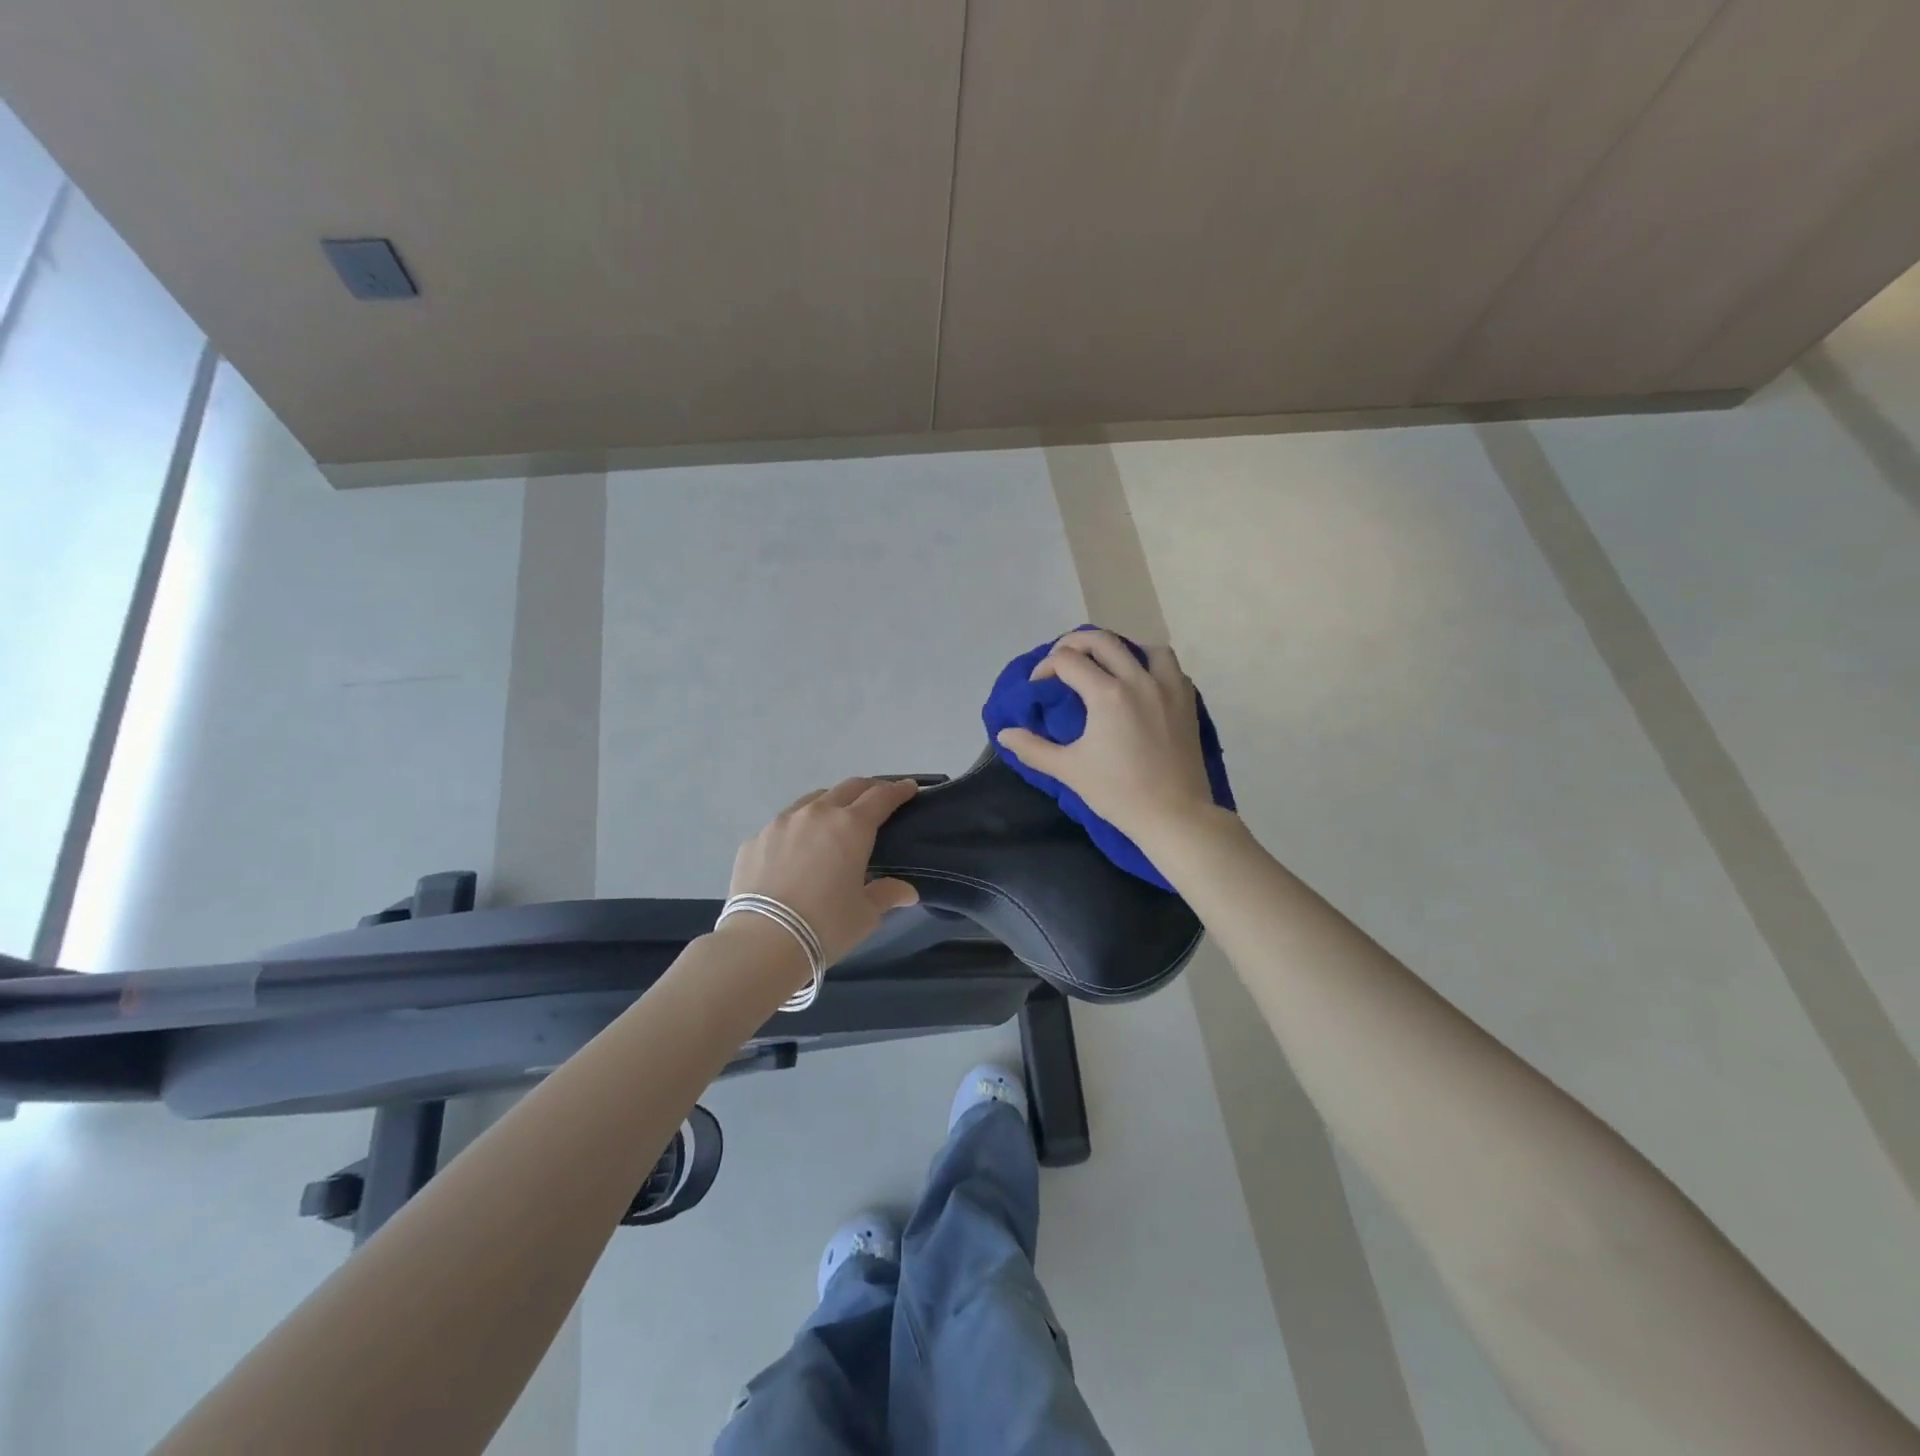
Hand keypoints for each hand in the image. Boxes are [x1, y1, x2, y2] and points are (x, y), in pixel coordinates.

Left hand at [728, 777, 920, 962]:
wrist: (761, 942)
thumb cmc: (825, 926)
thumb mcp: (865, 914)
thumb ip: (886, 894)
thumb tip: (907, 892)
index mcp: (851, 827)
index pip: (881, 797)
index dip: (898, 791)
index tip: (909, 788)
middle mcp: (817, 814)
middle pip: (848, 788)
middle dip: (867, 789)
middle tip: (877, 799)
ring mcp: (781, 823)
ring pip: (813, 800)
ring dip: (831, 803)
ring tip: (835, 820)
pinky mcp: (755, 839)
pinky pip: (784, 824)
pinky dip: (799, 828)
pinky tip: (797, 848)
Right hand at [996, 629, 1216, 839]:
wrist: (1173, 815)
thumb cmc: (1118, 793)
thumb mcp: (1068, 770)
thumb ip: (1032, 748)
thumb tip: (1004, 734)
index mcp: (1107, 694)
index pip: (1068, 661)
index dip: (1046, 667)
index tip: (1039, 686)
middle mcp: (1139, 680)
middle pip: (1103, 641)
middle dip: (1075, 643)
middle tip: (1061, 659)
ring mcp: (1168, 689)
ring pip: (1144, 647)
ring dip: (1120, 649)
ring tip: (1107, 666)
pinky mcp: (1187, 702)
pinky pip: (1170, 668)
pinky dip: (1151, 667)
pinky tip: (1141, 685)